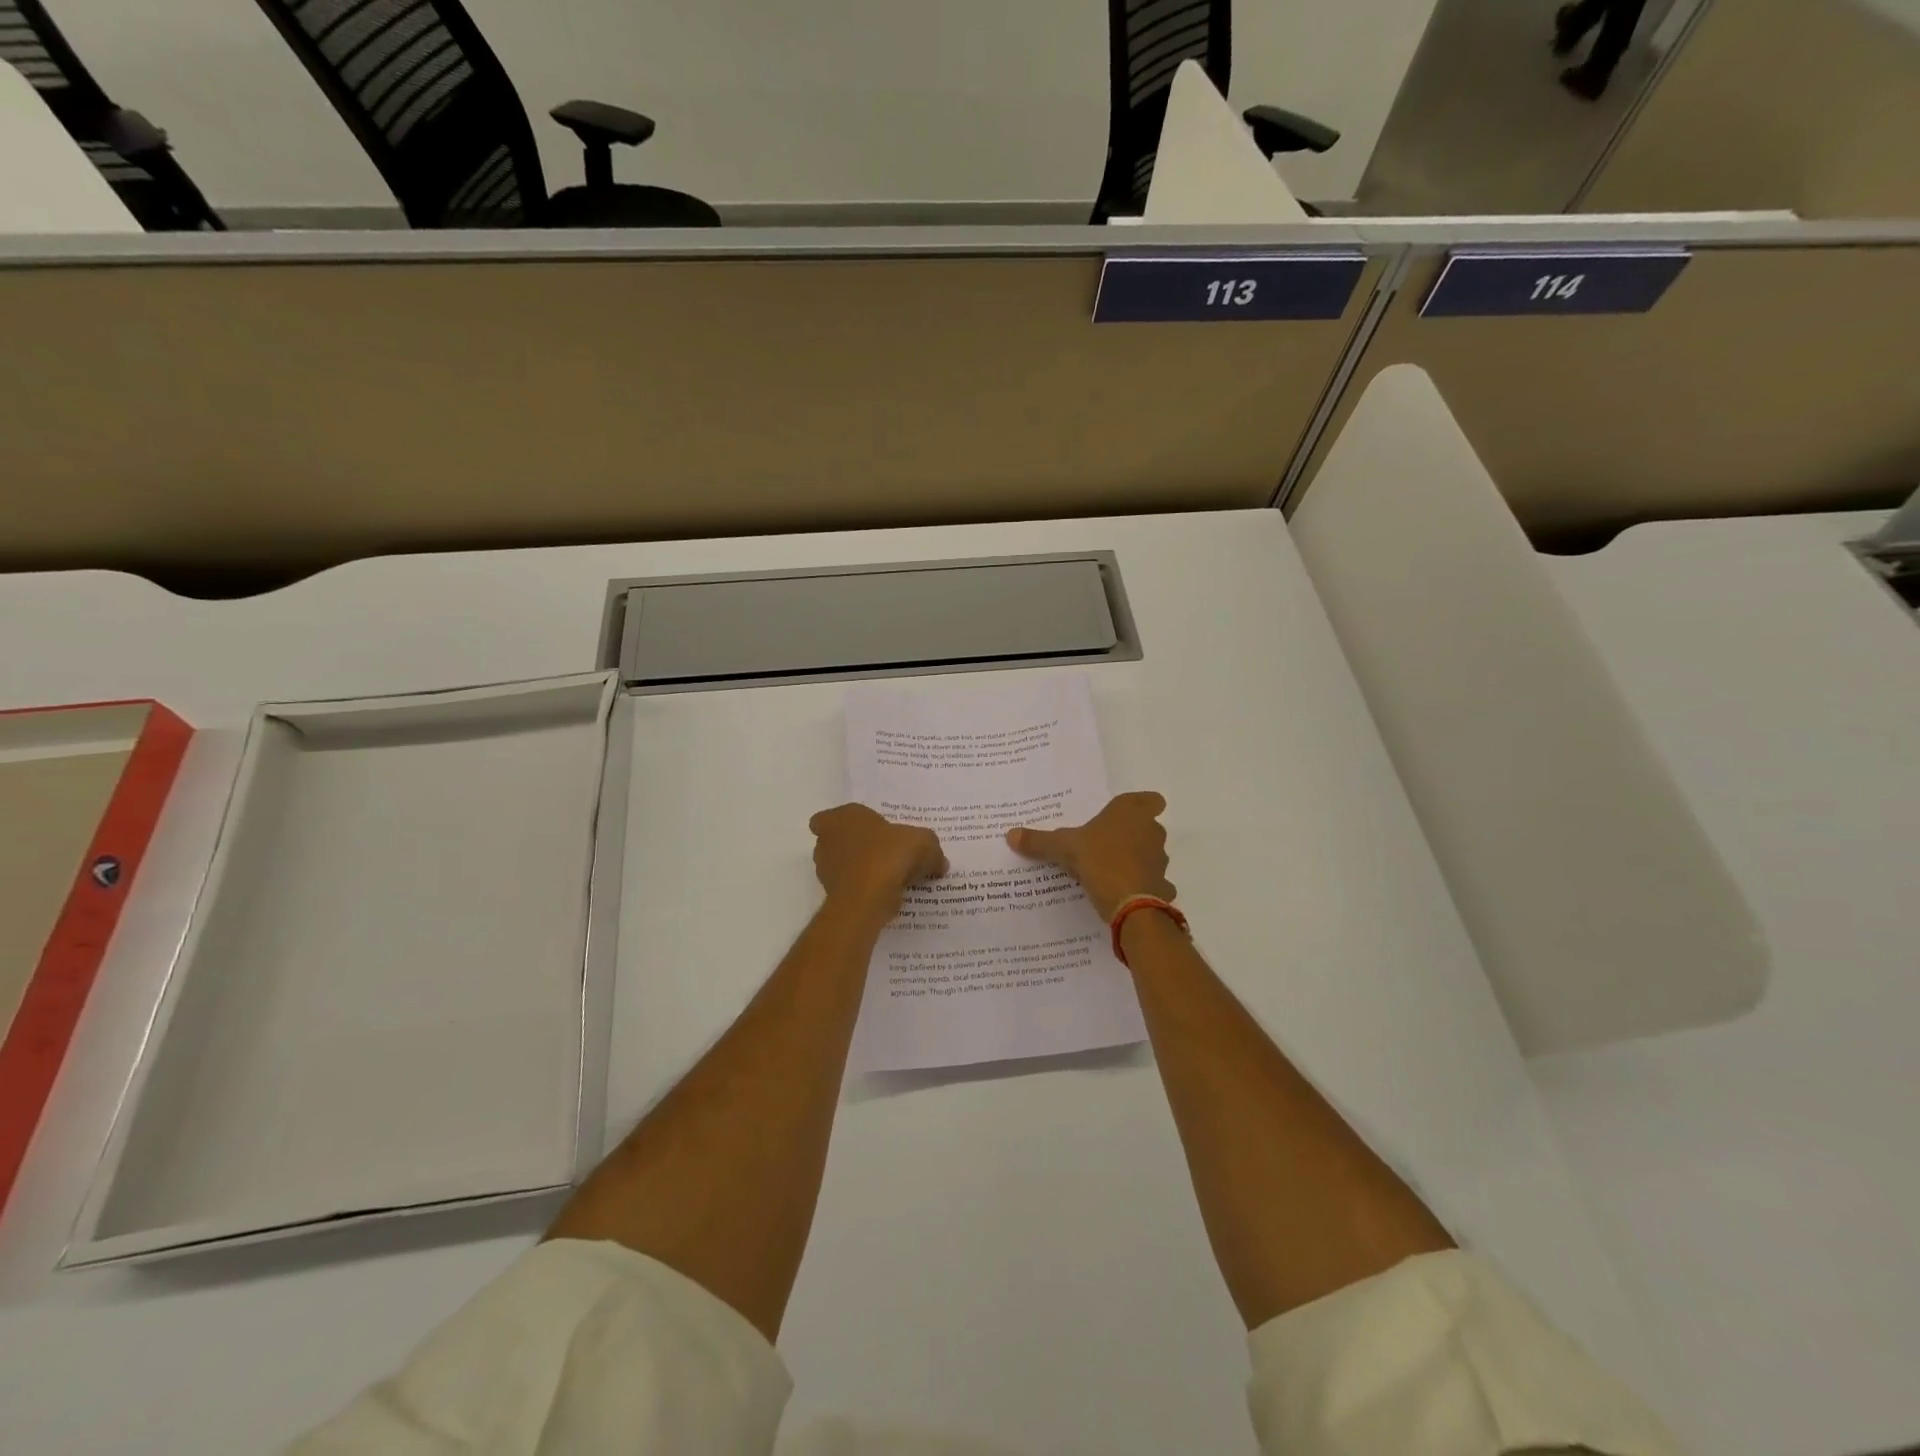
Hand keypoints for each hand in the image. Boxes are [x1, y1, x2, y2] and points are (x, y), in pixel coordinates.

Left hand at [810, 804, 946, 917]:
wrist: (866, 900)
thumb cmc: (889, 856)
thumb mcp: (924, 843)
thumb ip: (932, 850)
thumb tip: (940, 863)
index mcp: (842, 817)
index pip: (830, 817)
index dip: (846, 824)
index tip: (868, 832)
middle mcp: (826, 841)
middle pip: (837, 842)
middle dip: (855, 847)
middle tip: (883, 854)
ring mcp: (825, 870)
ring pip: (841, 866)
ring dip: (859, 870)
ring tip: (889, 877)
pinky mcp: (832, 895)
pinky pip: (849, 888)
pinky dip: (863, 891)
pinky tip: (886, 895)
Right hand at [1006, 791, 1173, 921]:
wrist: (1130, 903)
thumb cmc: (1099, 860)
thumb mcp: (1063, 848)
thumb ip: (1039, 841)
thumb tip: (1010, 834)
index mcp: (1130, 812)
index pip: (1151, 799)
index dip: (1143, 806)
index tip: (1126, 816)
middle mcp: (1151, 831)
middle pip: (1148, 827)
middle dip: (1132, 835)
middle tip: (1106, 844)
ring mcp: (1160, 859)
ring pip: (1152, 854)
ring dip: (1137, 860)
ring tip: (1110, 871)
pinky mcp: (1163, 885)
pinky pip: (1154, 882)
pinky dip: (1143, 887)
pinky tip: (1125, 894)